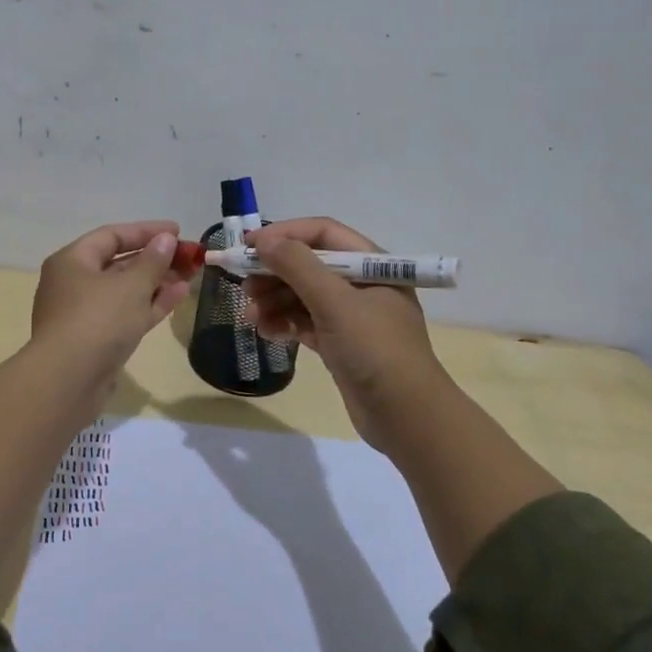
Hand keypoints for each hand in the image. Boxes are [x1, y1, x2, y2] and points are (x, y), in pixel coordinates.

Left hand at [29, 220, 193, 388]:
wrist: (68, 382)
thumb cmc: (97, 321)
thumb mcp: (131, 286)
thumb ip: (152, 261)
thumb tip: (165, 240)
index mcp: (72, 261)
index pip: (112, 236)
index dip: (146, 231)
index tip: (177, 231)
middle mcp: (74, 284)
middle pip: (119, 263)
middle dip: (156, 259)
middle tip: (189, 256)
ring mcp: (84, 314)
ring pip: (125, 291)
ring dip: (157, 282)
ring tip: (191, 274)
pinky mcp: (96, 341)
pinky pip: (126, 314)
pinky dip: (150, 304)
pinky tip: (179, 295)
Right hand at [245, 217, 446, 453]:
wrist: (407, 417)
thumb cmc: (375, 350)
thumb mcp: (335, 302)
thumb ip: (297, 266)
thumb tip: (263, 240)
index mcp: (372, 265)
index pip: (323, 233)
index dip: (285, 234)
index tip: (249, 244)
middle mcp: (363, 284)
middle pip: (310, 265)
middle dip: (275, 272)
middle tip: (244, 285)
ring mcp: (352, 317)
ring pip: (304, 296)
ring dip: (274, 301)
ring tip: (250, 315)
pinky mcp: (342, 344)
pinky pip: (306, 323)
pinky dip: (284, 323)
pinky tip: (265, 332)